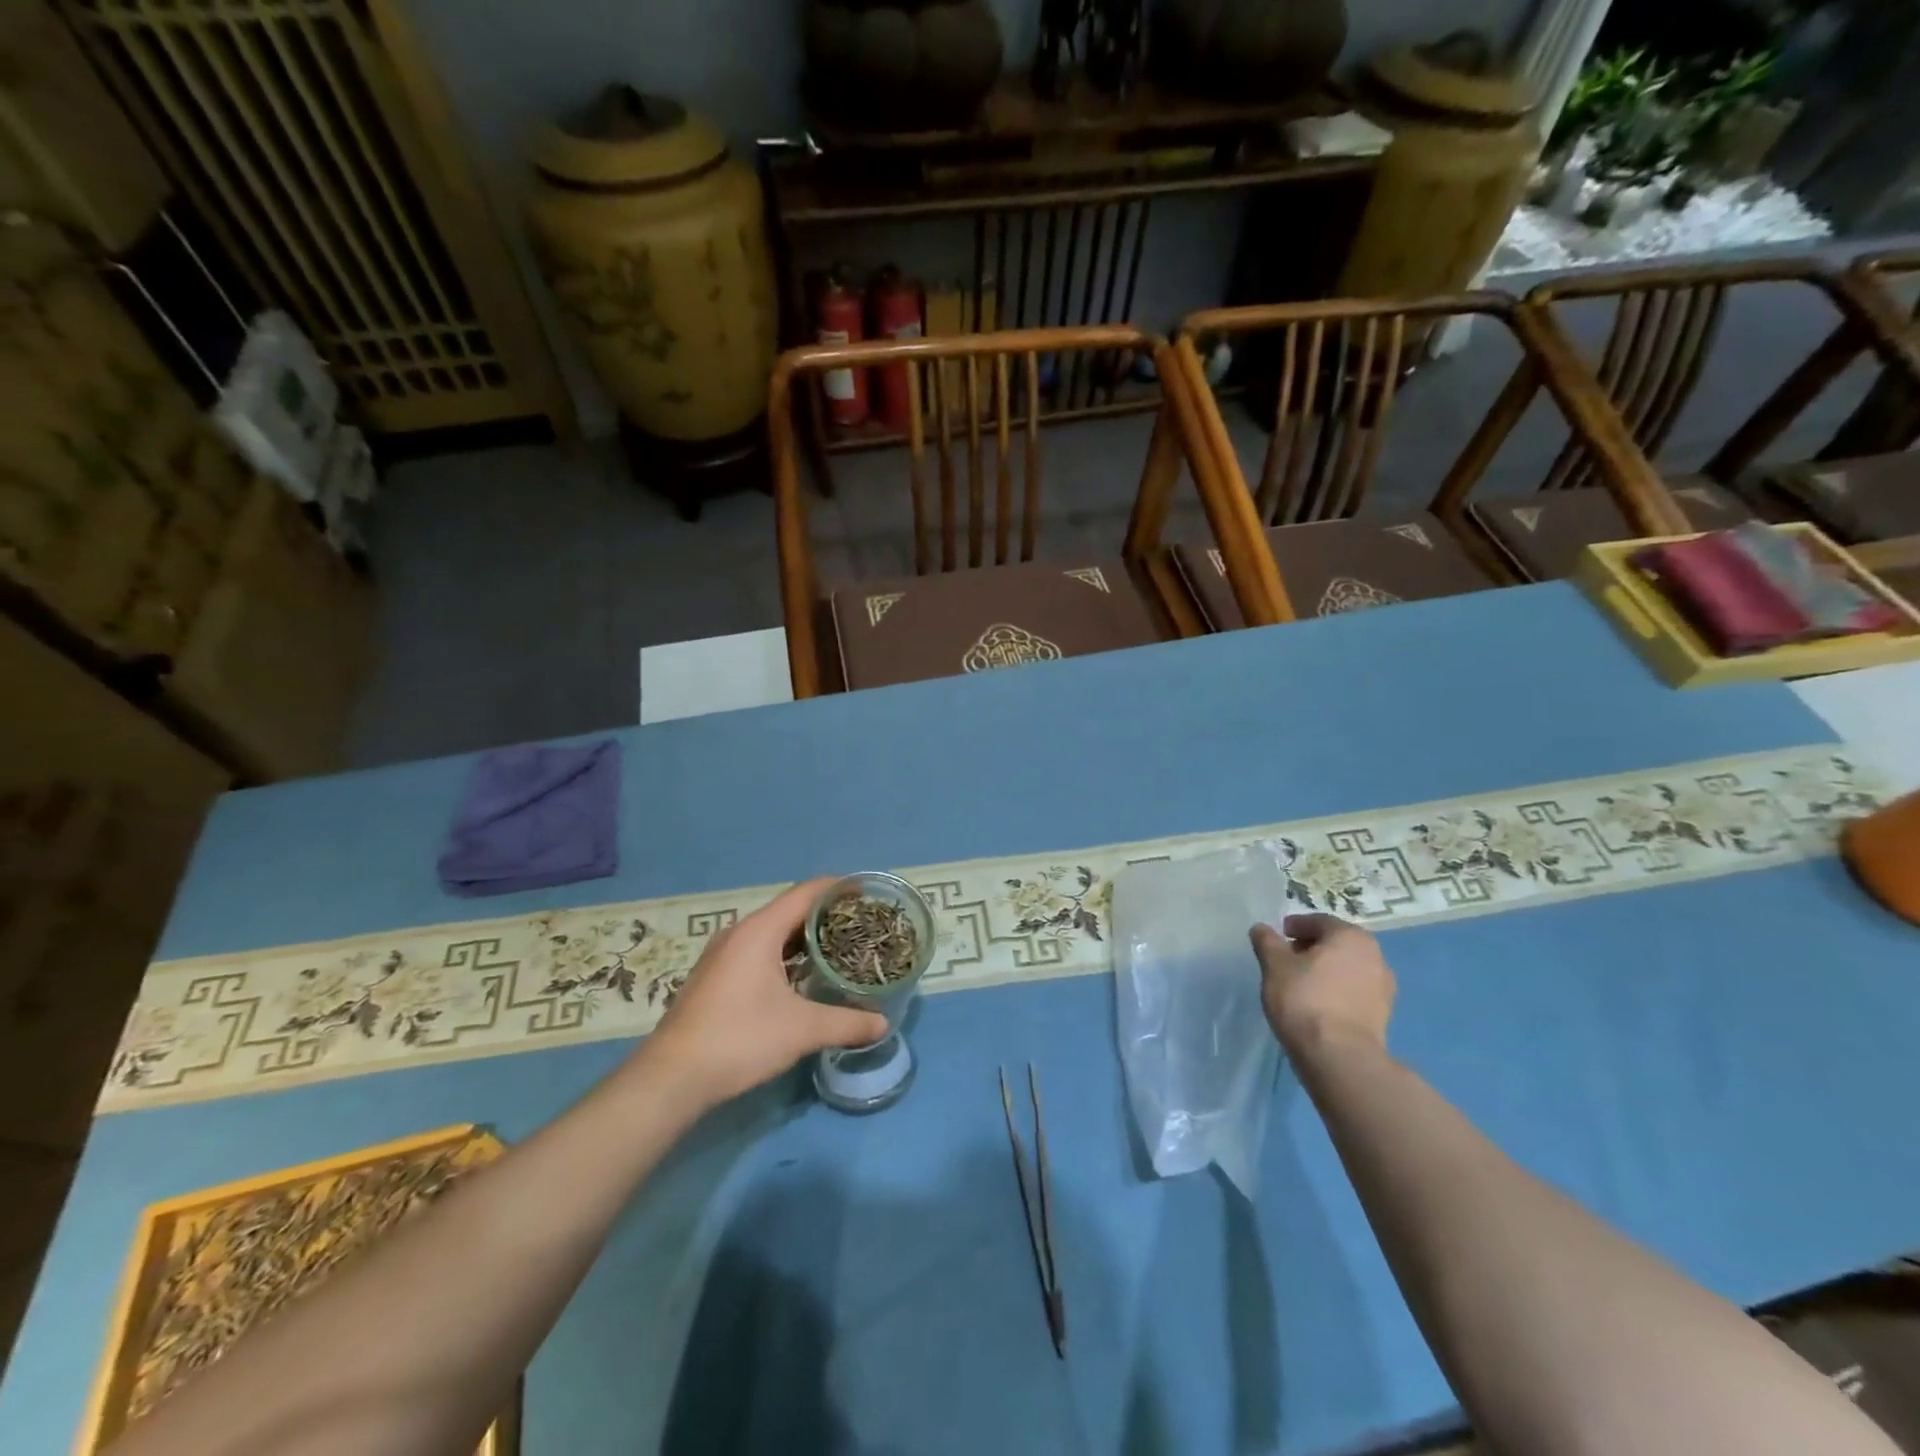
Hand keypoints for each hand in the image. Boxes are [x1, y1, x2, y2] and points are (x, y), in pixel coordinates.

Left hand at [642, 877, 889, 1110]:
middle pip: (790, 910)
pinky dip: (785, 956)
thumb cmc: (739, 1039)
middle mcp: (739, 932)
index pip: (807, 893)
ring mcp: (723, 954)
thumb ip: (846, 1023)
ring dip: (804, 939)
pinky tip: (802, 978)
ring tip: (838, 951)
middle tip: (861, 928)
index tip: (868, 895)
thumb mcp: (801, 1030)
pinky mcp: (715, 976)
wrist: (671, 1078)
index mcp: (759, 931)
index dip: (839, 889)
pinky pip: (758, 951)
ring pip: (773, 933)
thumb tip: (883, 1024)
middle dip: (826, 916)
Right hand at [1250, 913, 1395, 1060]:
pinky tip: (1317, 1004)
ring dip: (1325, 970)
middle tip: (1286, 959)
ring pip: (1347, 967)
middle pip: (1336, 943)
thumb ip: (1267, 942)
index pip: (1318, 921)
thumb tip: (1261, 928)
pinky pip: (1354, 990)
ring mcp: (1383, 986)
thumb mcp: (1274, 965)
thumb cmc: (1305, 999)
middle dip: (1311, 947)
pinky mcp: (1383, 1014)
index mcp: (1350, 936)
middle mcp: (1374, 955)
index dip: (1295, 926)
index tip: (1278, 938)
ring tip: (1300, 984)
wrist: (1339, 1057)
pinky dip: (1336, 990)